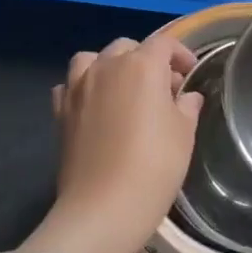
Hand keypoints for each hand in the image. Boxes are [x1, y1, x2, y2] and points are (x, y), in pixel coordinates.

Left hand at [44, 32, 202, 252]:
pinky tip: (93, 105)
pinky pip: (70, 85)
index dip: (181, 54)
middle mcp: (107, 66)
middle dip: (148, 60)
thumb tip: (187, 96)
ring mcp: (79, 87)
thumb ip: (187, 106)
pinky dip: (82, 87)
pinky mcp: (61, 111)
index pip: (165, 44)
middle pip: (128, 48)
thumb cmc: (154, 166)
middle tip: (163, 88)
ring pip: (93, 58)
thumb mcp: (184, 134)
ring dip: (110, 66)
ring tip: (123, 89)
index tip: (190, 73)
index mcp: (142, 65)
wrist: (103, 208)